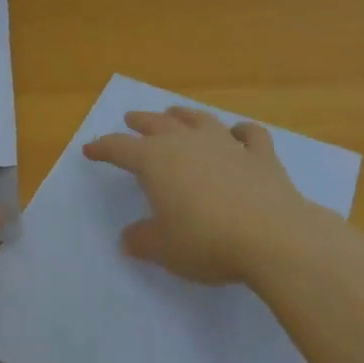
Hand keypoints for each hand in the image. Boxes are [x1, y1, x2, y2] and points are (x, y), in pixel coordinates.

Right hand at [83, 105, 312, 283]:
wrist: (273, 237)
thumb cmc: (207, 241)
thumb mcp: (164, 249)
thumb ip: (143, 240)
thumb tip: (129, 238)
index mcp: (155, 161)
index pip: (120, 148)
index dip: (102, 148)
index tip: (90, 149)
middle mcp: (186, 143)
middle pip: (157, 124)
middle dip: (140, 121)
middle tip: (131, 119)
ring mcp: (226, 145)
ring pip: (199, 120)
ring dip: (184, 115)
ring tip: (175, 113)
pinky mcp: (261, 156)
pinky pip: (249, 134)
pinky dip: (242, 132)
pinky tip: (239, 134)